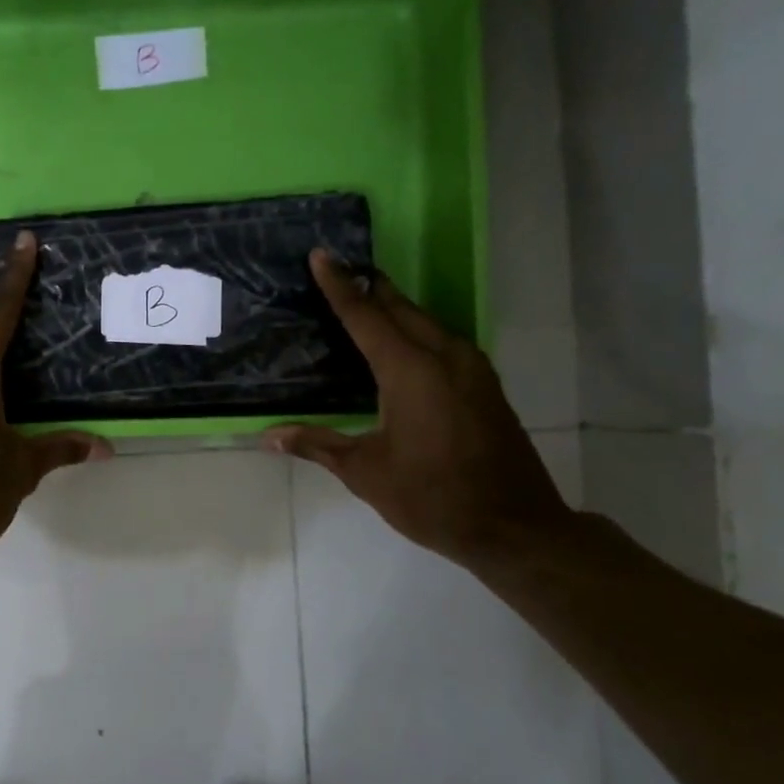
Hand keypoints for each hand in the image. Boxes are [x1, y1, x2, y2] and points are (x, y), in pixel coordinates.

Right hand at [265, 250, 573, 570]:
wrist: (515, 527)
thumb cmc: (432, 497)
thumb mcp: (365, 473)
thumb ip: (317, 445)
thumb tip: (268, 436)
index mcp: (410, 372)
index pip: (365, 316)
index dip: (340, 286)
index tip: (321, 255)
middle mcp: (445, 357)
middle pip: (401, 308)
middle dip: (369, 287)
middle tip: (339, 270)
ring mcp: (472, 369)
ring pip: (426, 322)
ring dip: (395, 307)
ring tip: (364, 300)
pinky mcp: (485, 385)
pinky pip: (443, 341)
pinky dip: (416, 330)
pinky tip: (402, 344)